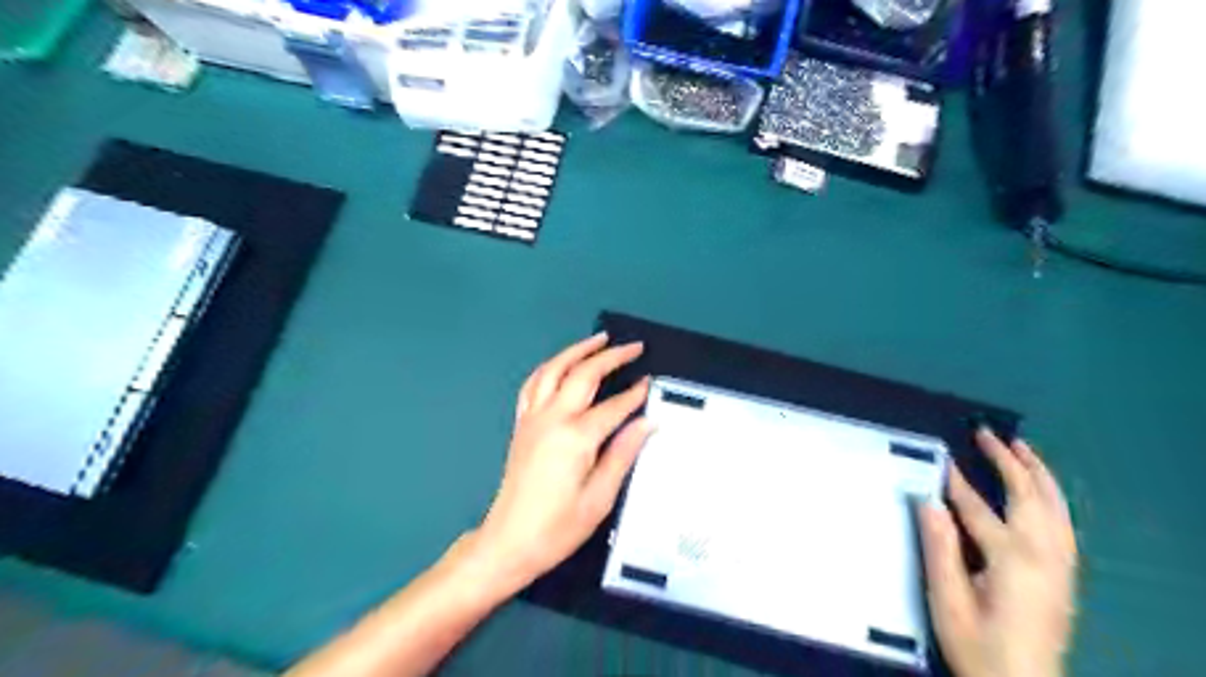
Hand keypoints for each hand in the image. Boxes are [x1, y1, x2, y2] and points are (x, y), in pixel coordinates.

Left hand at [477, 333, 655, 592]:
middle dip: (611, 357)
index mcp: (575, 438)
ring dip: (577, 350)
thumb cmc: (557, 527)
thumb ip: (623, 455)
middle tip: (633, 347)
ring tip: (599, 339)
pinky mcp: (522, 424)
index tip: (651, 382)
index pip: (614, 407)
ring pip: (554, 369)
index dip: (635, 394)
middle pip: (583, 375)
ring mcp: (533, 418)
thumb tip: (647, 423)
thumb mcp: (599, 498)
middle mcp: (552, 419)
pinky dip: (550, 367)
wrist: (509, 541)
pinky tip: (561, 364)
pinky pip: (534, 384)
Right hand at [922, 431, 1077, 672]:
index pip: (977, 507)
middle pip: (1029, 497)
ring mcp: (1060, 566)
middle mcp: (1043, 556)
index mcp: (1011, 560)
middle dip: (1008, 461)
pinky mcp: (1065, 577)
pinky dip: (1053, 498)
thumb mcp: (948, 601)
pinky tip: (1043, 492)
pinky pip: (1064, 524)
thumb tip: (928, 501)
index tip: (939, 455)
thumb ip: (940, 549)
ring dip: (1038, 474)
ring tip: (1022, 448)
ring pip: (1055, 507)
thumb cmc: (978, 647)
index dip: (955, 481)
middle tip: (987, 434)